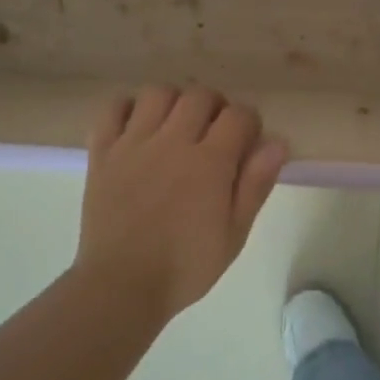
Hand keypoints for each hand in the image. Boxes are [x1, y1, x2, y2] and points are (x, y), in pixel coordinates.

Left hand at [74, 86, 288, 317]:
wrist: (121, 286)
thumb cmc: (185, 266)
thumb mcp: (234, 234)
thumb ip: (256, 184)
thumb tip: (277, 142)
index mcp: (209, 162)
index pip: (239, 115)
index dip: (249, 123)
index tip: (247, 142)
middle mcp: (172, 141)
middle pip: (200, 95)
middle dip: (215, 107)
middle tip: (214, 134)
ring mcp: (134, 143)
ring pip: (159, 93)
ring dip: (174, 102)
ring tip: (177, 126)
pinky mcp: (103, 151)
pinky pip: (114, 108)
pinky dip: (128, 108)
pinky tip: (139, 127)